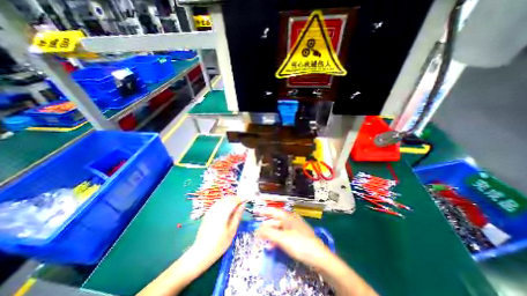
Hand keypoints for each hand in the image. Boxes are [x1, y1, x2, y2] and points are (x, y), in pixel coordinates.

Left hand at [191, 197, 244, 264]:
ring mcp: (210, 211)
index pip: (233, 201)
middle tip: (240, 204)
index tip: (245, 201)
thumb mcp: (232, 231)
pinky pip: (216, 204)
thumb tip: (243, 205)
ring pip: (221, 200)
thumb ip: (237, 216)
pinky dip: (223, 203)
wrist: (201, 253)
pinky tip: (225, 208)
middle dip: (234, 199)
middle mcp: (216, 210)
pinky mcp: (207, 214)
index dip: (240, 199)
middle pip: (227, 199)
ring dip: (229, 200)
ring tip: (234, 205)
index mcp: (223, 214)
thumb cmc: (219, 244)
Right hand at [254, 208, 330, 268]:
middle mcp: (290, 220)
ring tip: (263, 242)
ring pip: (279, 229)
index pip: (273, 211)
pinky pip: (284, 235)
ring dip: (271, 235)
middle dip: (266, 226)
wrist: (319, 257)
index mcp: (287, 217)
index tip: (255, 212)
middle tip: (257, 233)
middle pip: (275, 220)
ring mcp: (294, 228)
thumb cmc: (300, 244)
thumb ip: (269, 233)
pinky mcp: (297, 237)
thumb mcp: (282, 239)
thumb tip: (257, 229)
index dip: (264, 211)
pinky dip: (277, 239)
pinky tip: (273, 246)